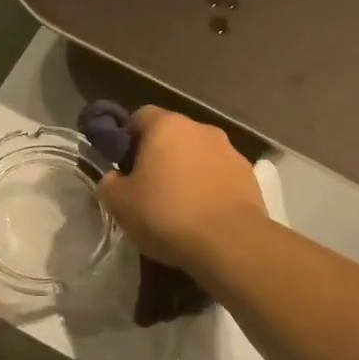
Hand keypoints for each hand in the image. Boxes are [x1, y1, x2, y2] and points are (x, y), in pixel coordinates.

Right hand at [96, 107, 265, 266]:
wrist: (230, 243)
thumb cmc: (167, 215)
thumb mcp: (119, 204)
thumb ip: (109, 183)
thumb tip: (115, 178)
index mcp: (167, 126)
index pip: (140, 116)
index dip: (127, 137)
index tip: (122, 164)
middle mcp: (201, 129)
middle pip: (172, 136)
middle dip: (158, 156)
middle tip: (146, 188)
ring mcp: (230, 151)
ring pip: (198, 155)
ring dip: (186, 171)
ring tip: (178, 205)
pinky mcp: (249, 176)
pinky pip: (219, 175)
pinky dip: (208, 187)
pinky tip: (202, 214)